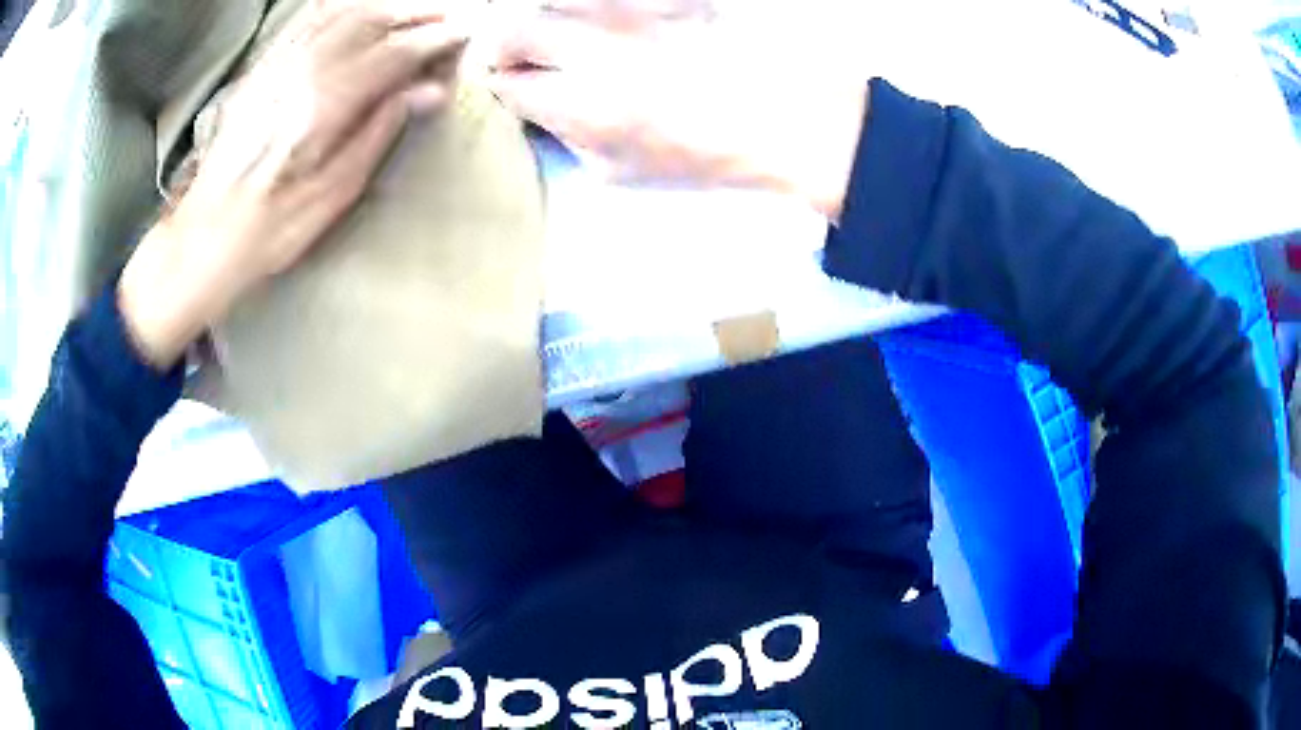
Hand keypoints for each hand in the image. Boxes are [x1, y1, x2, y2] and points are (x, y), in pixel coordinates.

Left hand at [119, 4, 467, 369]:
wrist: (205, 237)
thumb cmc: (271, 229)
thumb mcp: (334, 194)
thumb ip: (379, 133)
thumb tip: (426, 92)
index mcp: (322, 107)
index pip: (391, 53)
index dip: (433, 40)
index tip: (463, 36)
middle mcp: (298, 73)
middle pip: (368, 22)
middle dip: (414, 15)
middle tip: (446, 19)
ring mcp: (275, 67)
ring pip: (338, 13)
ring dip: (382, 8)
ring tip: (410, 14)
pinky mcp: (260, 72)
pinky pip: (304, 22)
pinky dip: (338, 8)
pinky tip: (356, 10)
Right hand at [488, 0, 868, 218]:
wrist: (784, 113)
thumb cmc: (706, 151)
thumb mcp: (622, 170)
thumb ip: (569, 136)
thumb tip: (543, 110)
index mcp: (582, 104)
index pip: (506, 83)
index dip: (502, 84)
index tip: (513, 85)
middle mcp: (596, 48)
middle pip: (511, 30)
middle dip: (503, 45)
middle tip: (520, 56)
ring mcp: (629, 11)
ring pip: (550, 0)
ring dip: (542, 17)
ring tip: (561, 37)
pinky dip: (586, 9)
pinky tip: (603, 24)